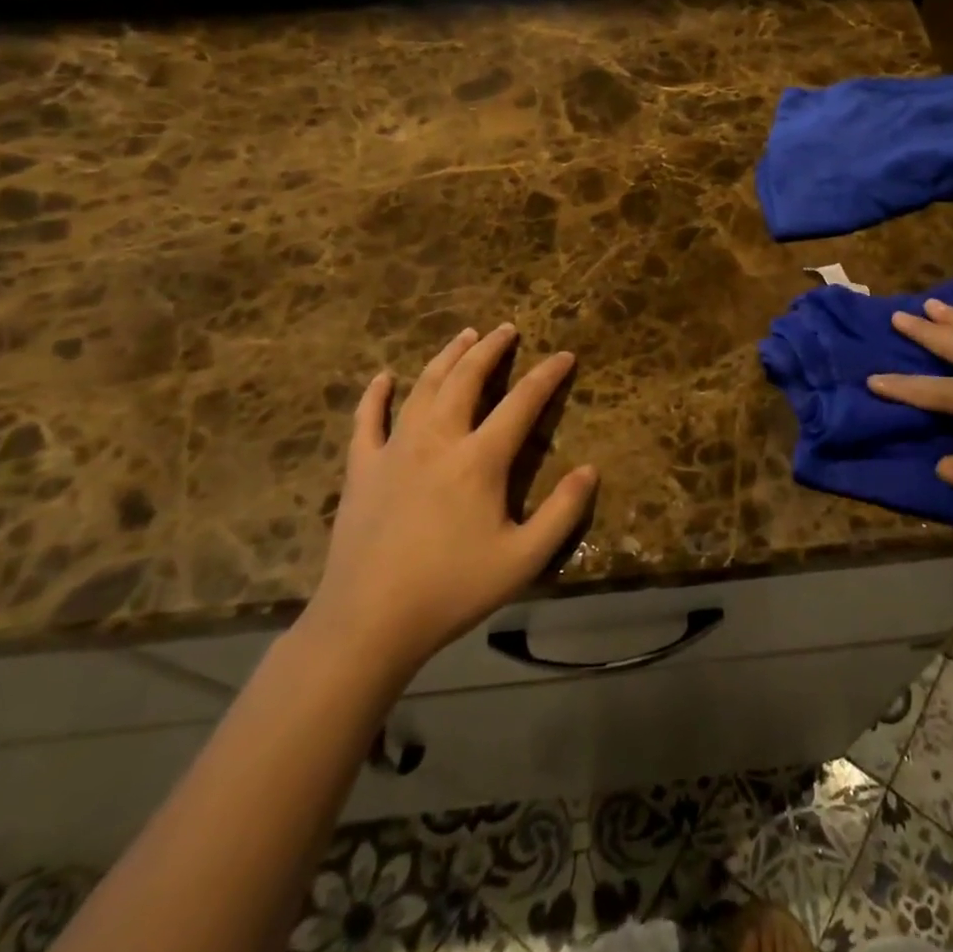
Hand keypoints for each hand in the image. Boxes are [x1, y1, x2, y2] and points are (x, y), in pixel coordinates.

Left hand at [300, 325, 597, 681]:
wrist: (367, 623)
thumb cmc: (451, 590)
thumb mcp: (523, 559)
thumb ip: (562, 512)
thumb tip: (590, 470)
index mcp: (479, 459)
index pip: (522, 402)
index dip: (547, 375)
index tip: (565, 355)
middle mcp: (438, 440)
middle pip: (467, 379)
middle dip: (491, 349)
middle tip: (506, 329)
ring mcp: (394, 450)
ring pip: (423, 387)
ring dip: (447, 357)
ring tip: (464, 336)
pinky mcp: (362, 468)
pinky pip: (367, 420)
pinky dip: (376, 395)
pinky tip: (384, 378)